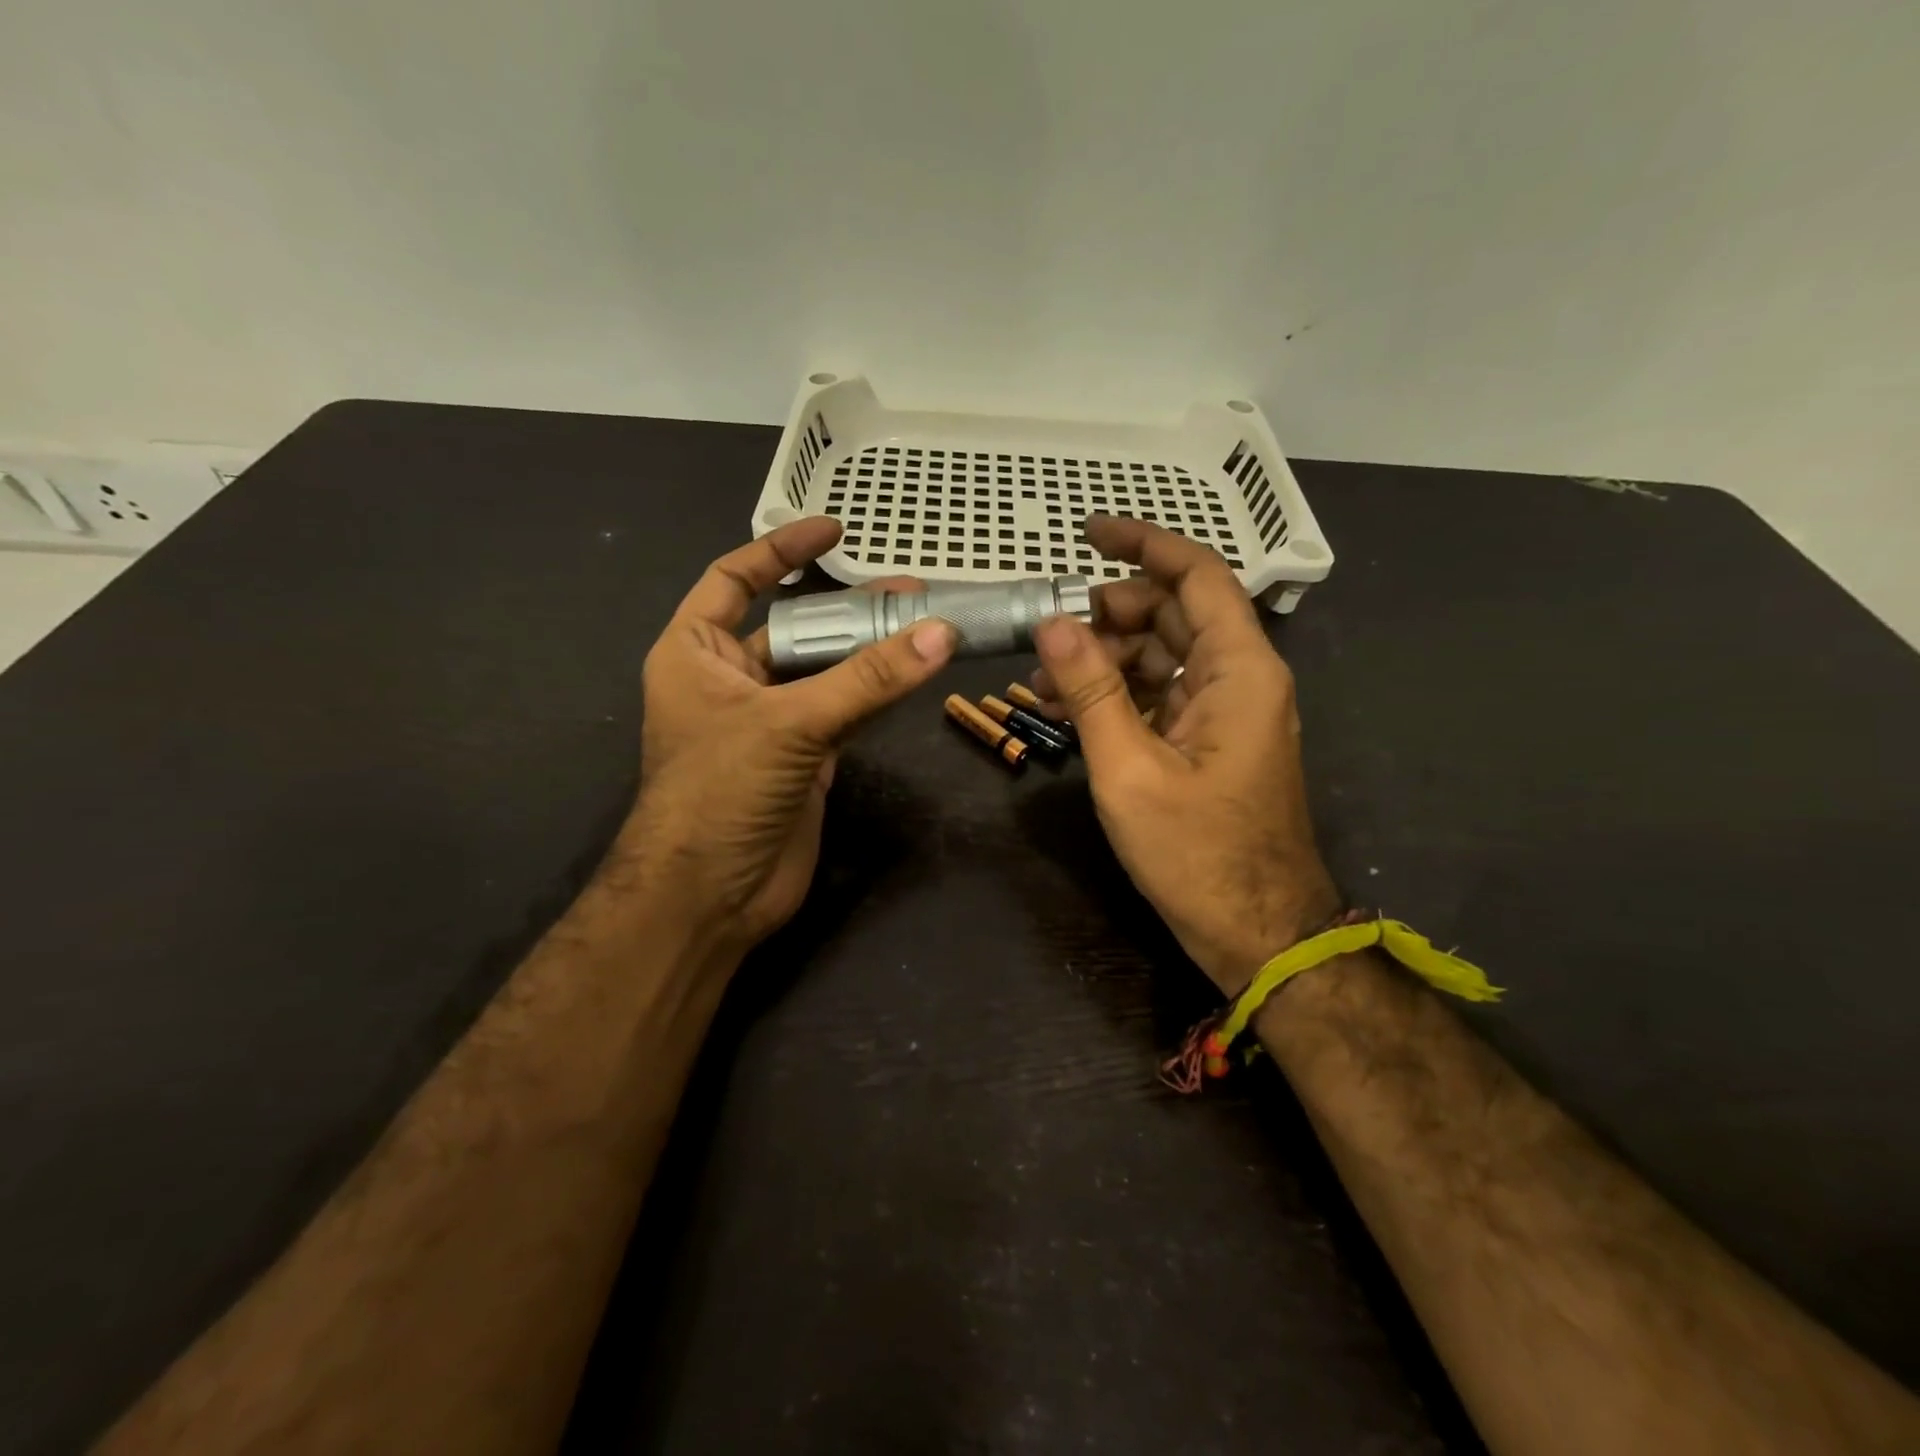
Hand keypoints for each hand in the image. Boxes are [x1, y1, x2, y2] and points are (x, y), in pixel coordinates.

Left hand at [620, 518, 956, 952]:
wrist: (710, 897)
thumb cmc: (721, 792)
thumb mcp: (789, 724)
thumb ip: (867, 679)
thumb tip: (940, 633)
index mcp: (695, 653)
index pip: (733, 579)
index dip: (780, 551)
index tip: (833, 530)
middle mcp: (730, 679)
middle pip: (794, 626)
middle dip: (846, 606)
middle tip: (909, 590)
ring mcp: (770, 721)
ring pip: (825, 671)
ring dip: (869, 650)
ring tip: (925, 624)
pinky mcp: (803, 758)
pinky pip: (845, 712)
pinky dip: (877, 694)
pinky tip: (913, 674)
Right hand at [1031, 516, 1339, 995]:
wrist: (1256, 931)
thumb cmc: (1197, 853)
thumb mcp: (1129, 769)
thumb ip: (1091, 691)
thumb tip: (1052, 622)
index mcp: (1240, 670)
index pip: (1197, 575)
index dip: (1143, 545)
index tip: (1088, 533)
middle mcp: (1241, 678)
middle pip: (1174, 614)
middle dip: (1110, 613)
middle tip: (1050, 632)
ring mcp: (1226, 711)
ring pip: (1163, 656)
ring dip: (1105, 659)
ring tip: (1045, 681)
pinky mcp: (1210, 741)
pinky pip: (1162, 696)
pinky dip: (1118, 695)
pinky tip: (1068, 711)